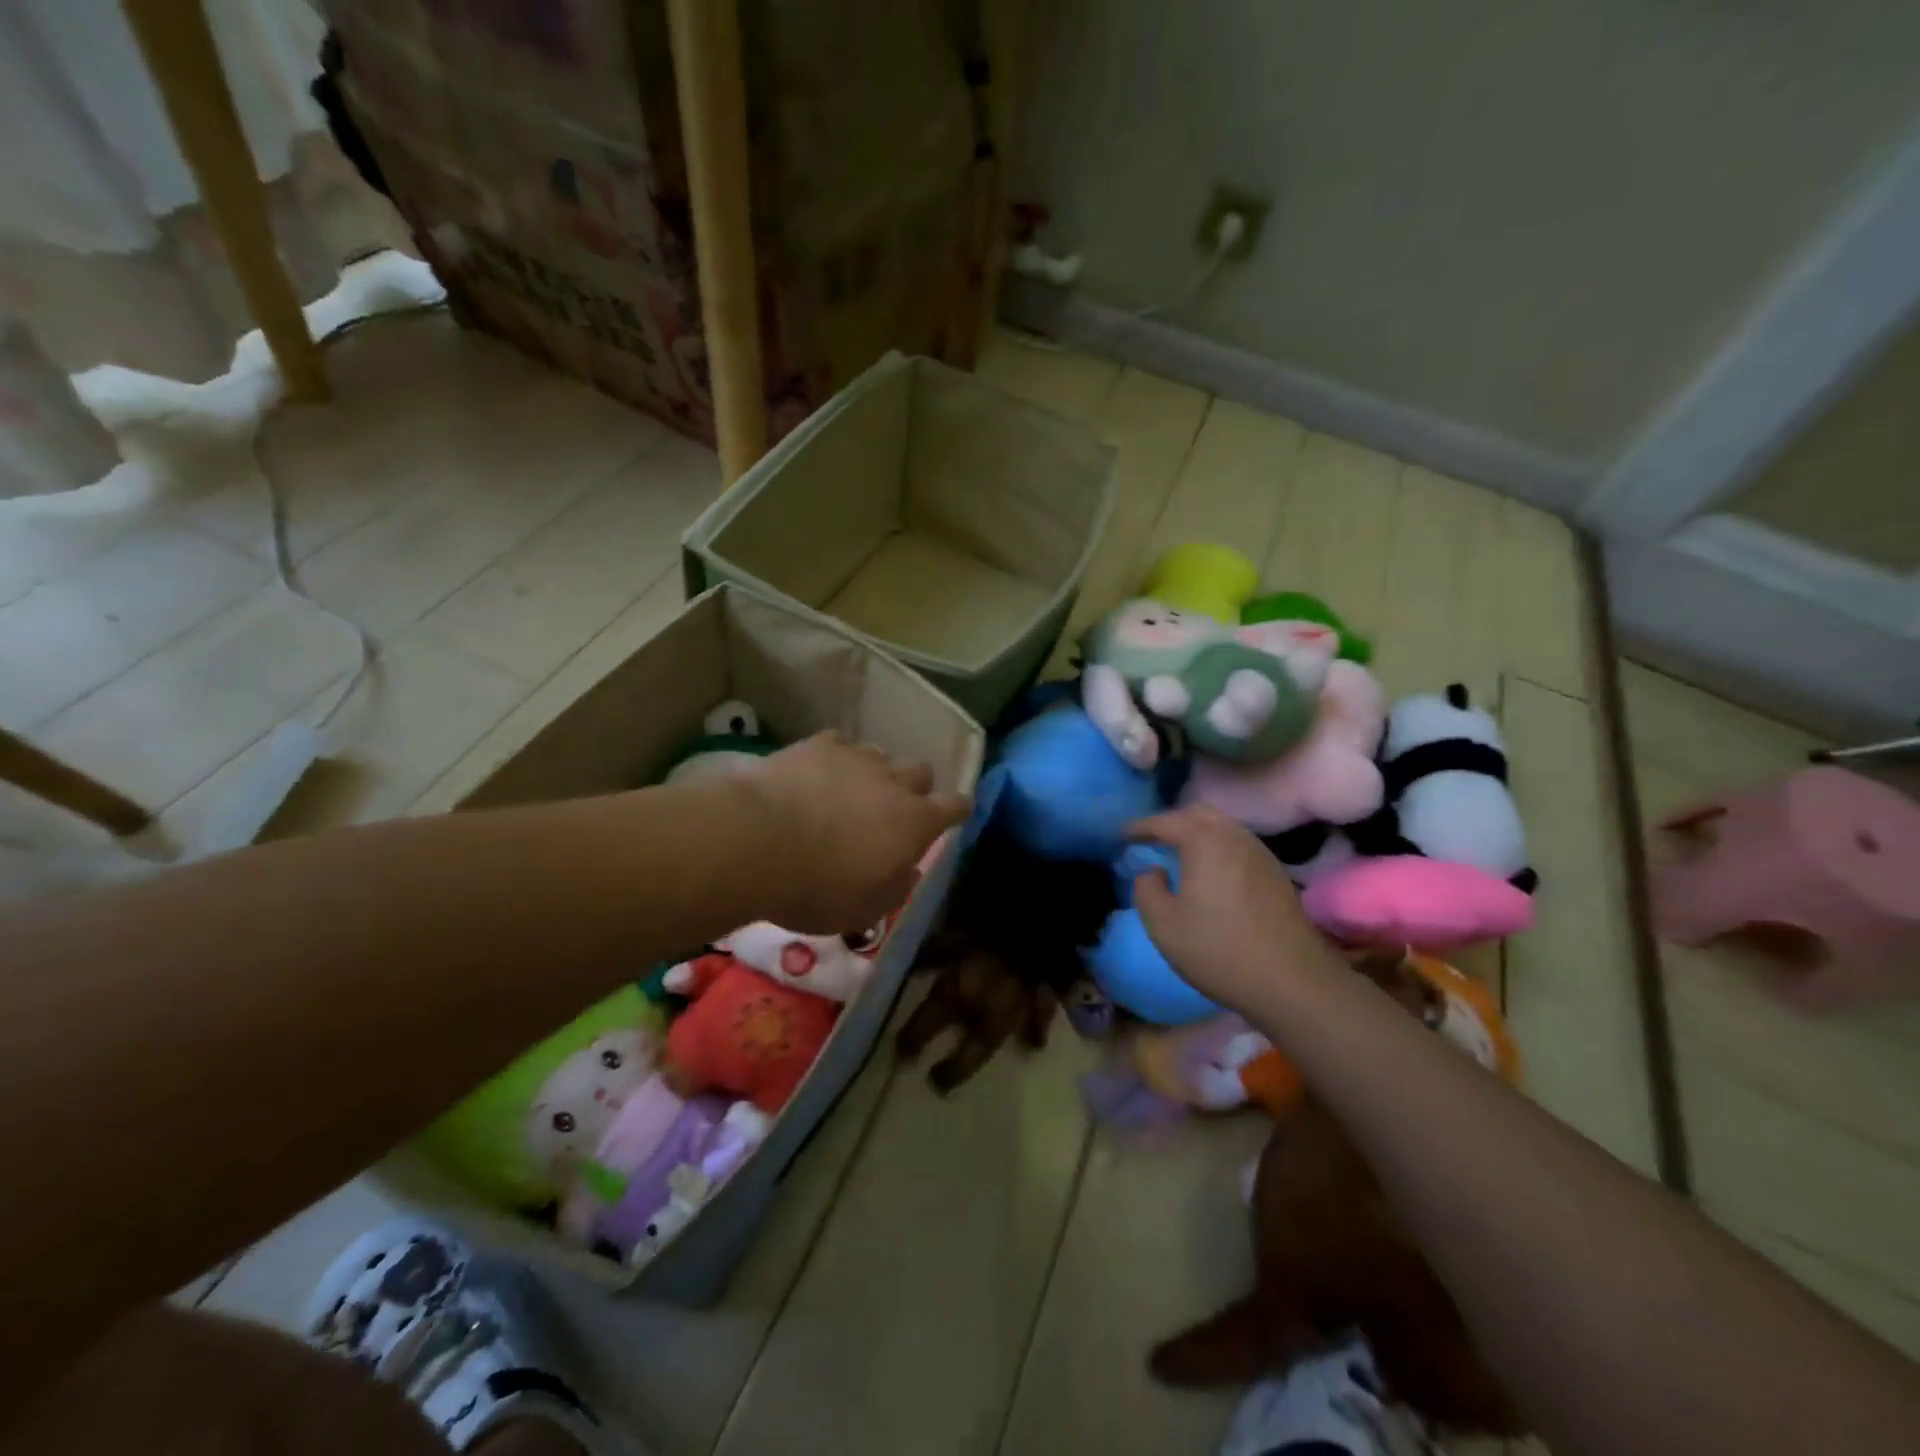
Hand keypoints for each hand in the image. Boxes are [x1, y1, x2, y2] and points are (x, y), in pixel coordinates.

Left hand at [735, 732, 970, 934]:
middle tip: (891, 810)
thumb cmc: (817, 887)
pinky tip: (817, 774)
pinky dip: (835, 759)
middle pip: (922, 771)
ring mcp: (857, 758)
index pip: (955, 806)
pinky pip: (840, 745)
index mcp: (915, 822)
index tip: (953, 813)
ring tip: (849, 792)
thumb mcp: (865, 909)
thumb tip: (909, 870)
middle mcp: (894, 782)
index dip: (956, 810)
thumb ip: (896, 888)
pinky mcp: (819, 745)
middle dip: (914, 788)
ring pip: (881, 756)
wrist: (758, 843)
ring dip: (874, 773)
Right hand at [1126, 806, 1336, 1013]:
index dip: (1139, 827)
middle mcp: (1234, 836)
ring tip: (1178, 857)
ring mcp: (1260, 853)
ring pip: (1222, 828)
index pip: (1164, 821)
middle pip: (1198, 814)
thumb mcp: (1163, 924)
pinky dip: (1217, 849)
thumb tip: (1152, 871)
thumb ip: (1146, 888)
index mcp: (1204, 840)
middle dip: (1171, 823)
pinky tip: (1210, 875)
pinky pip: (1237, 846)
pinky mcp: (1276, 874)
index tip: (1121, 837)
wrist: (1293, 982)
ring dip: (1197, 835)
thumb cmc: (1219, 949)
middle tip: (1150, 842)